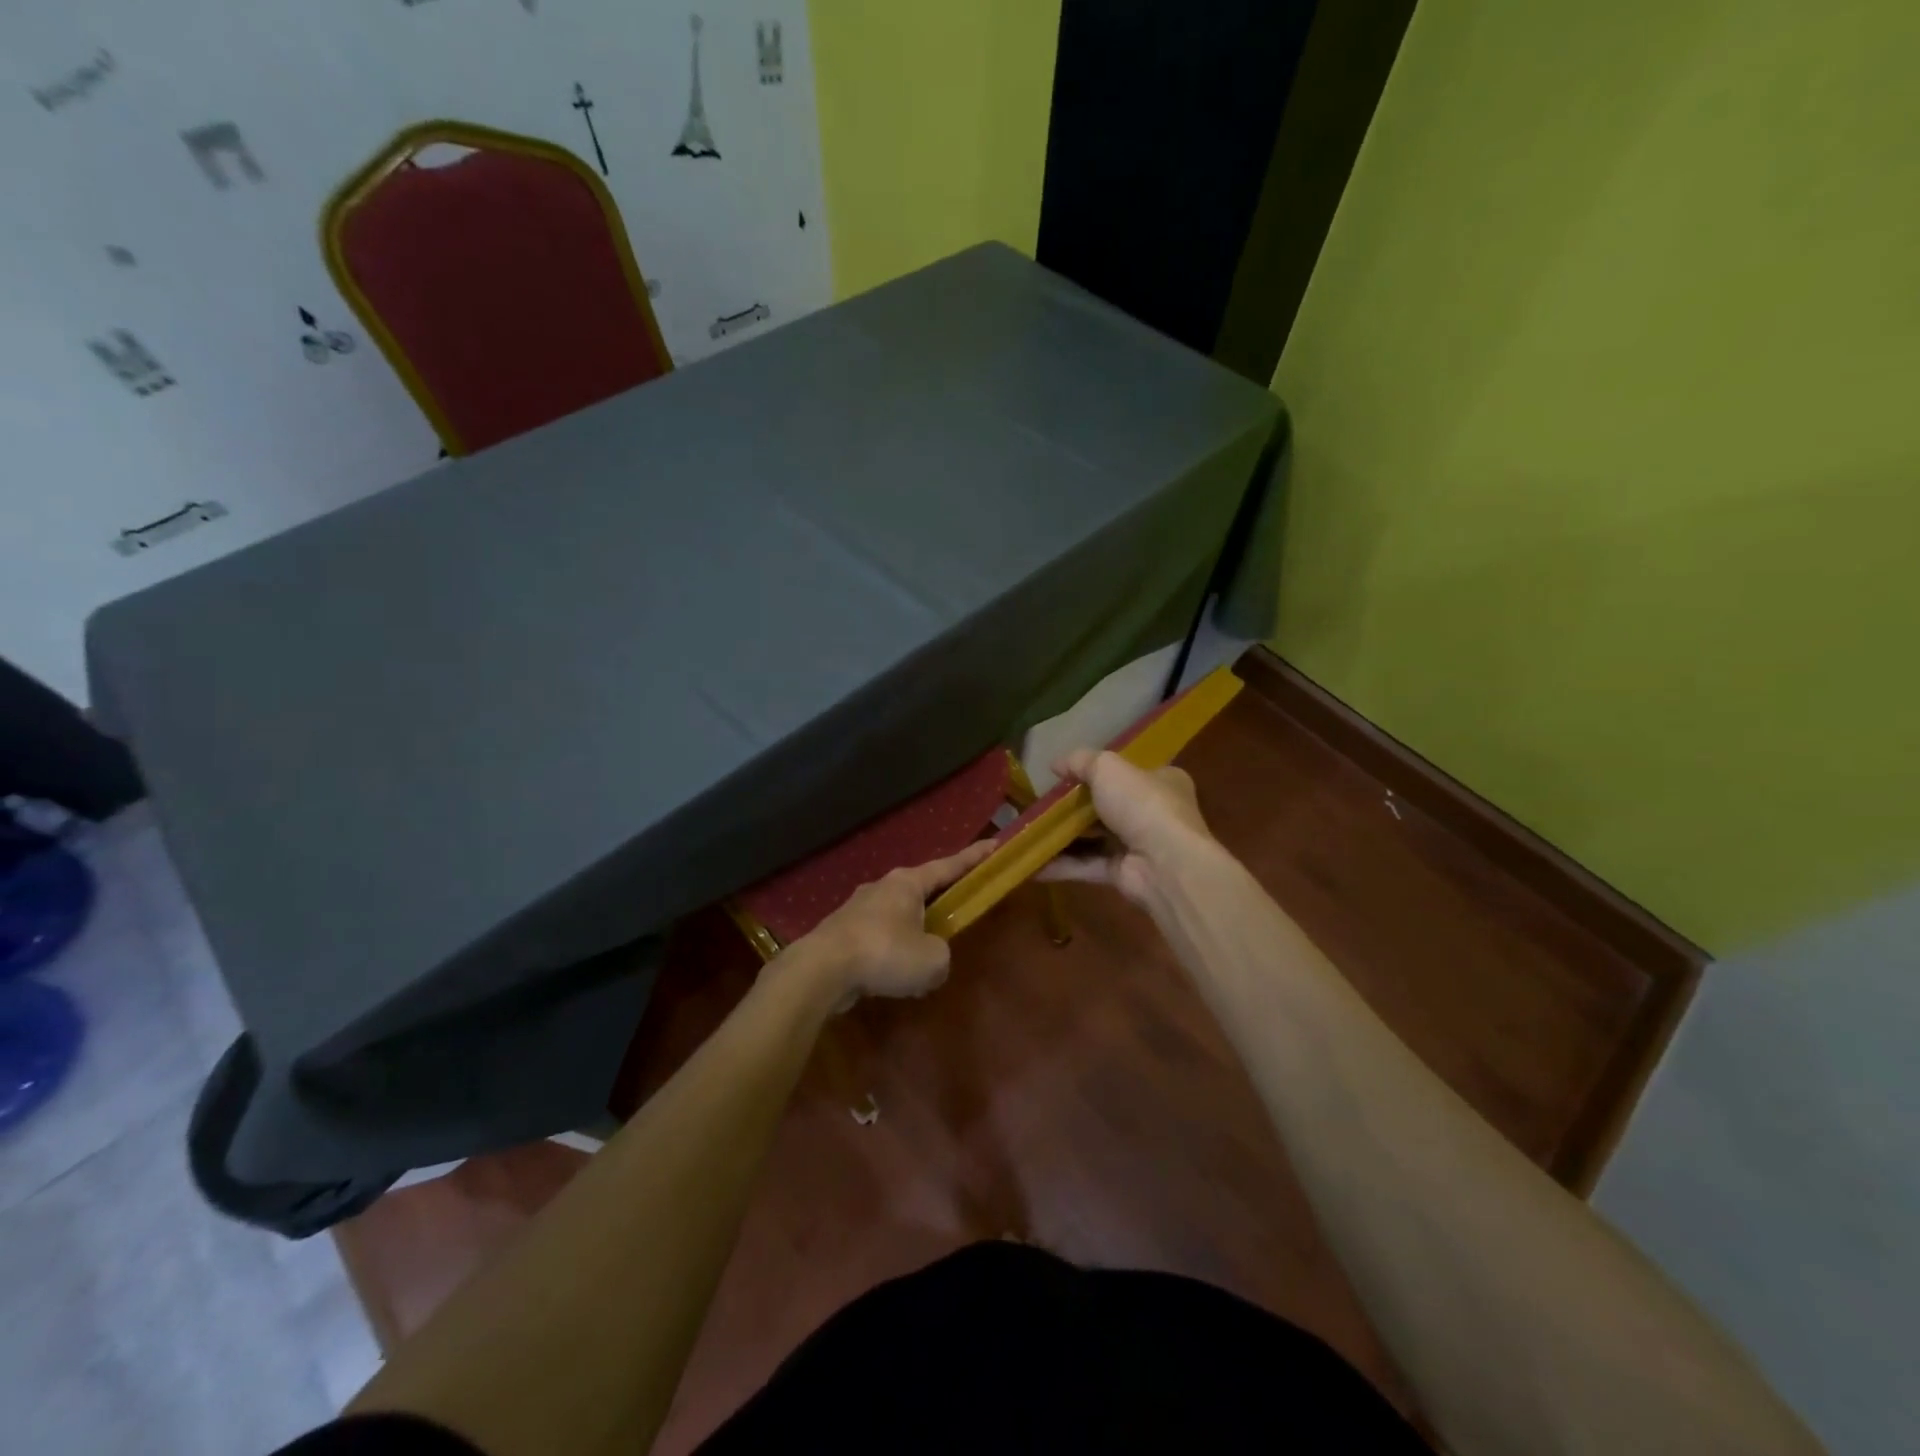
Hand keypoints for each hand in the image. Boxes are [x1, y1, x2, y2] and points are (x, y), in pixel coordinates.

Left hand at [785, 840, 994, 1006]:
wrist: (821, 970)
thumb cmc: (884, 953)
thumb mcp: (933, 960)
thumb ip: (941, 956)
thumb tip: (929, 959)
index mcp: (907, 883)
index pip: (948, 866)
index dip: (973, 858)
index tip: (993, 844)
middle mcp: (882, 888)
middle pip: (919, 890)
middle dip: (938, 902)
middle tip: (954, 913)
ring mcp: (857, 910)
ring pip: (896, 919)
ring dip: (911, 937)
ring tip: (921, 965)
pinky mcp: (841, 934)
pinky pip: (877, 941)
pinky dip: (889, 956)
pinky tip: (893, 982)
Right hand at [1038, 749, 1216, 906]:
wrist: (1165, 863)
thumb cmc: (1142, 804)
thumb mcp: (1108, 768)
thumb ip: (1081, 761)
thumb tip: (1056, 763)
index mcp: (1162, 781)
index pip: (1130, 772)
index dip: (1099, 771)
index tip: (1067, 775)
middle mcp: (1153, 813)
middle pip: (1108, 806)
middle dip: (1076, 806)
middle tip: (1042, 804)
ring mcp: (1138, 846)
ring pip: (1094, 838)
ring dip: (1064, 836)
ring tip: (1030, 832)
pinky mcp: (1123, 874)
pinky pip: (1087, 865)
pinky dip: (1061, 865)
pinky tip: (1032, 862)